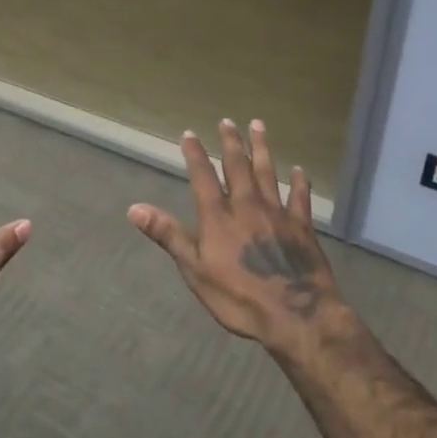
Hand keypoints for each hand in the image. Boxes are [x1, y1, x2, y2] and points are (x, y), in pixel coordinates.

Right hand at [128, 119, 339, 351]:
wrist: (296, 315)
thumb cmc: (238, 297)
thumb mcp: (194, 270)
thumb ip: (168, 235)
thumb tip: (134, 208)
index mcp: (218, 216)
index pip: (203, 176)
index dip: (195, 154)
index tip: (189, 133)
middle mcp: (247, 205)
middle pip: (238, 166)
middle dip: (231, 142)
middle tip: (227, 121)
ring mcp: (277, 213)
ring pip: (268, 173)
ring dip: (262, 149)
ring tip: (258, 126)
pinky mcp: (302, 227)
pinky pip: (300, 198)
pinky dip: (299, 182)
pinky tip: (298, 170)